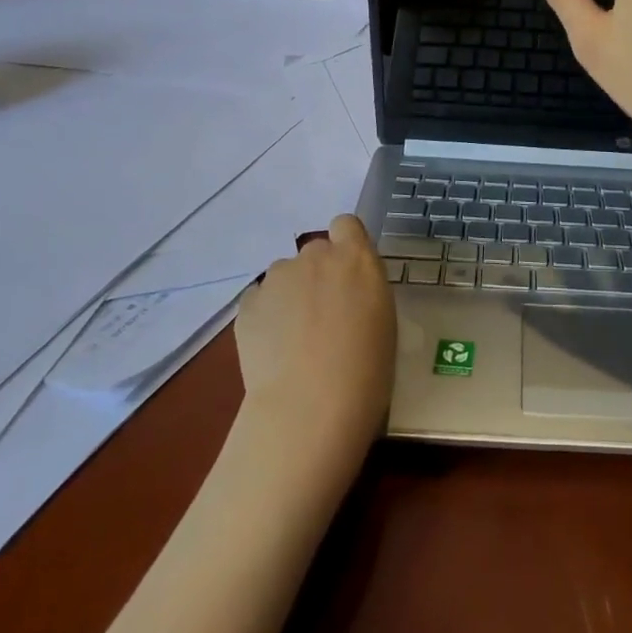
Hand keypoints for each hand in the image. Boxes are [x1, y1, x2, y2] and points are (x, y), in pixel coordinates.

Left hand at [234, 216, 395, 455]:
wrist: (310, 407)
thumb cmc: (366, 371)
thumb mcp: (383, 320)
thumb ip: (364, 290)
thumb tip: (348, 293)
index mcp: (357, 258)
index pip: (346, 225)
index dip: (345, 245)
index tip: (348, 276)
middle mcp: (317, 256)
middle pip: (315, 251)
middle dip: (318, 275)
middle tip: (323, 316)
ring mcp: (278, 277)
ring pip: (285, 275)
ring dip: (291, 295)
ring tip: (293, 339)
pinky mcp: (248, 302)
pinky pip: (260, 299)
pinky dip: (266, 316)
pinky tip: (273, 349)